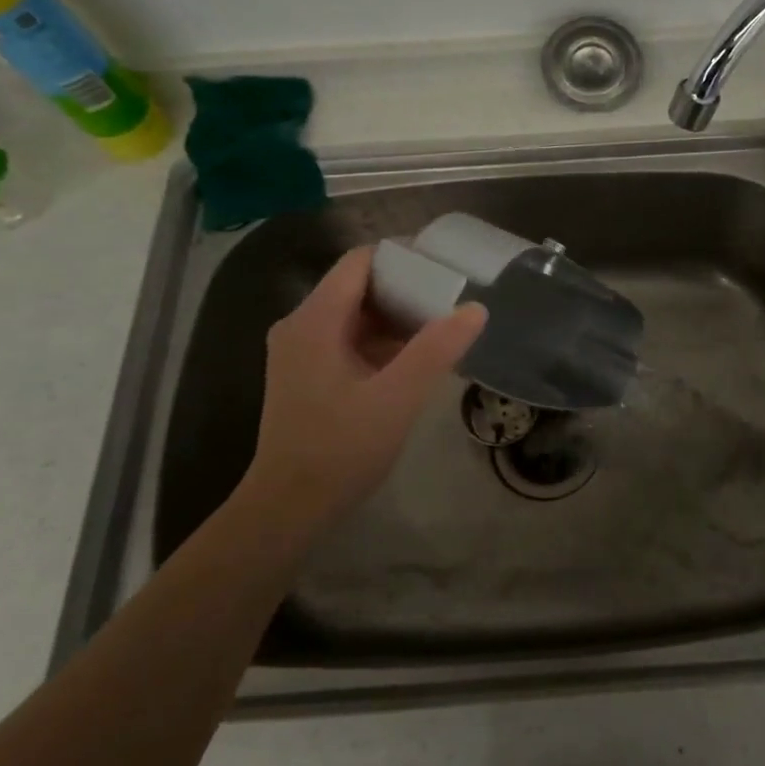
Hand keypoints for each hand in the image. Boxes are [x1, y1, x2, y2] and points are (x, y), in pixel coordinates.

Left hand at [248, 246, 486, 515]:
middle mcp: (301, 326)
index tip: (446, 267)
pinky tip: (416, 359)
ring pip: (356, 314)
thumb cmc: (340, 450)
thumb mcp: (397, 398)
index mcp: (315, 320)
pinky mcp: (308, 374)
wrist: (288, 509)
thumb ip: (437, 349)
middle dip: (407, 288)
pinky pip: (349, 339)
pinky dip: (382, 341)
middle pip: (359, 286)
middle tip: (454, 299)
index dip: (403, 256)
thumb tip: (476, 308)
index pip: (360, 261)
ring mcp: (301, 352)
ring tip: (443, 327)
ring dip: (397, 317)